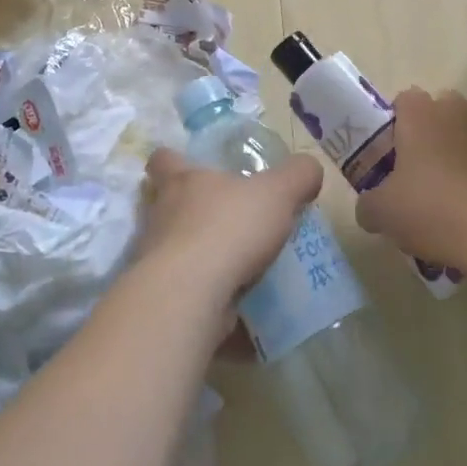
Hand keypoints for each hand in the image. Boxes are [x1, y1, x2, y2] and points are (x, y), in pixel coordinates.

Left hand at [137, 147, 324, 318]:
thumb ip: (297, 175)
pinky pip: (186, 292)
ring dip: (199, 255)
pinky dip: (206, 297)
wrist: (191, 297)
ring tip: (236, 264)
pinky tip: (236, 305)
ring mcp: (156, 260)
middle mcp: (162, 216)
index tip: (188, 165)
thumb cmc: (228, 228)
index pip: (163, 160)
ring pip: (174, 250)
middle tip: (224, 216)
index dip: (173, 159)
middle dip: (190, 210)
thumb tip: (309, 168)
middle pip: (165, 205)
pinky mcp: (164, 298)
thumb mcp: (277, 192)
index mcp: (182, 181)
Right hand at [354, 88, 466, 268]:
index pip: (405, 98)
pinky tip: (458, 218)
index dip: (393, 120)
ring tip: (434, 199)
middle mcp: (453, 118)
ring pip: (462, 139)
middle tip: (412, 165)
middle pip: (441, 108)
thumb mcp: (382, 212)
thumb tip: (368, 209)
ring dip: (450, 159)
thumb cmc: (429, 207)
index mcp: (420, 116)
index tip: (385, 149)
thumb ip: (368, 205)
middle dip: (428, 130)